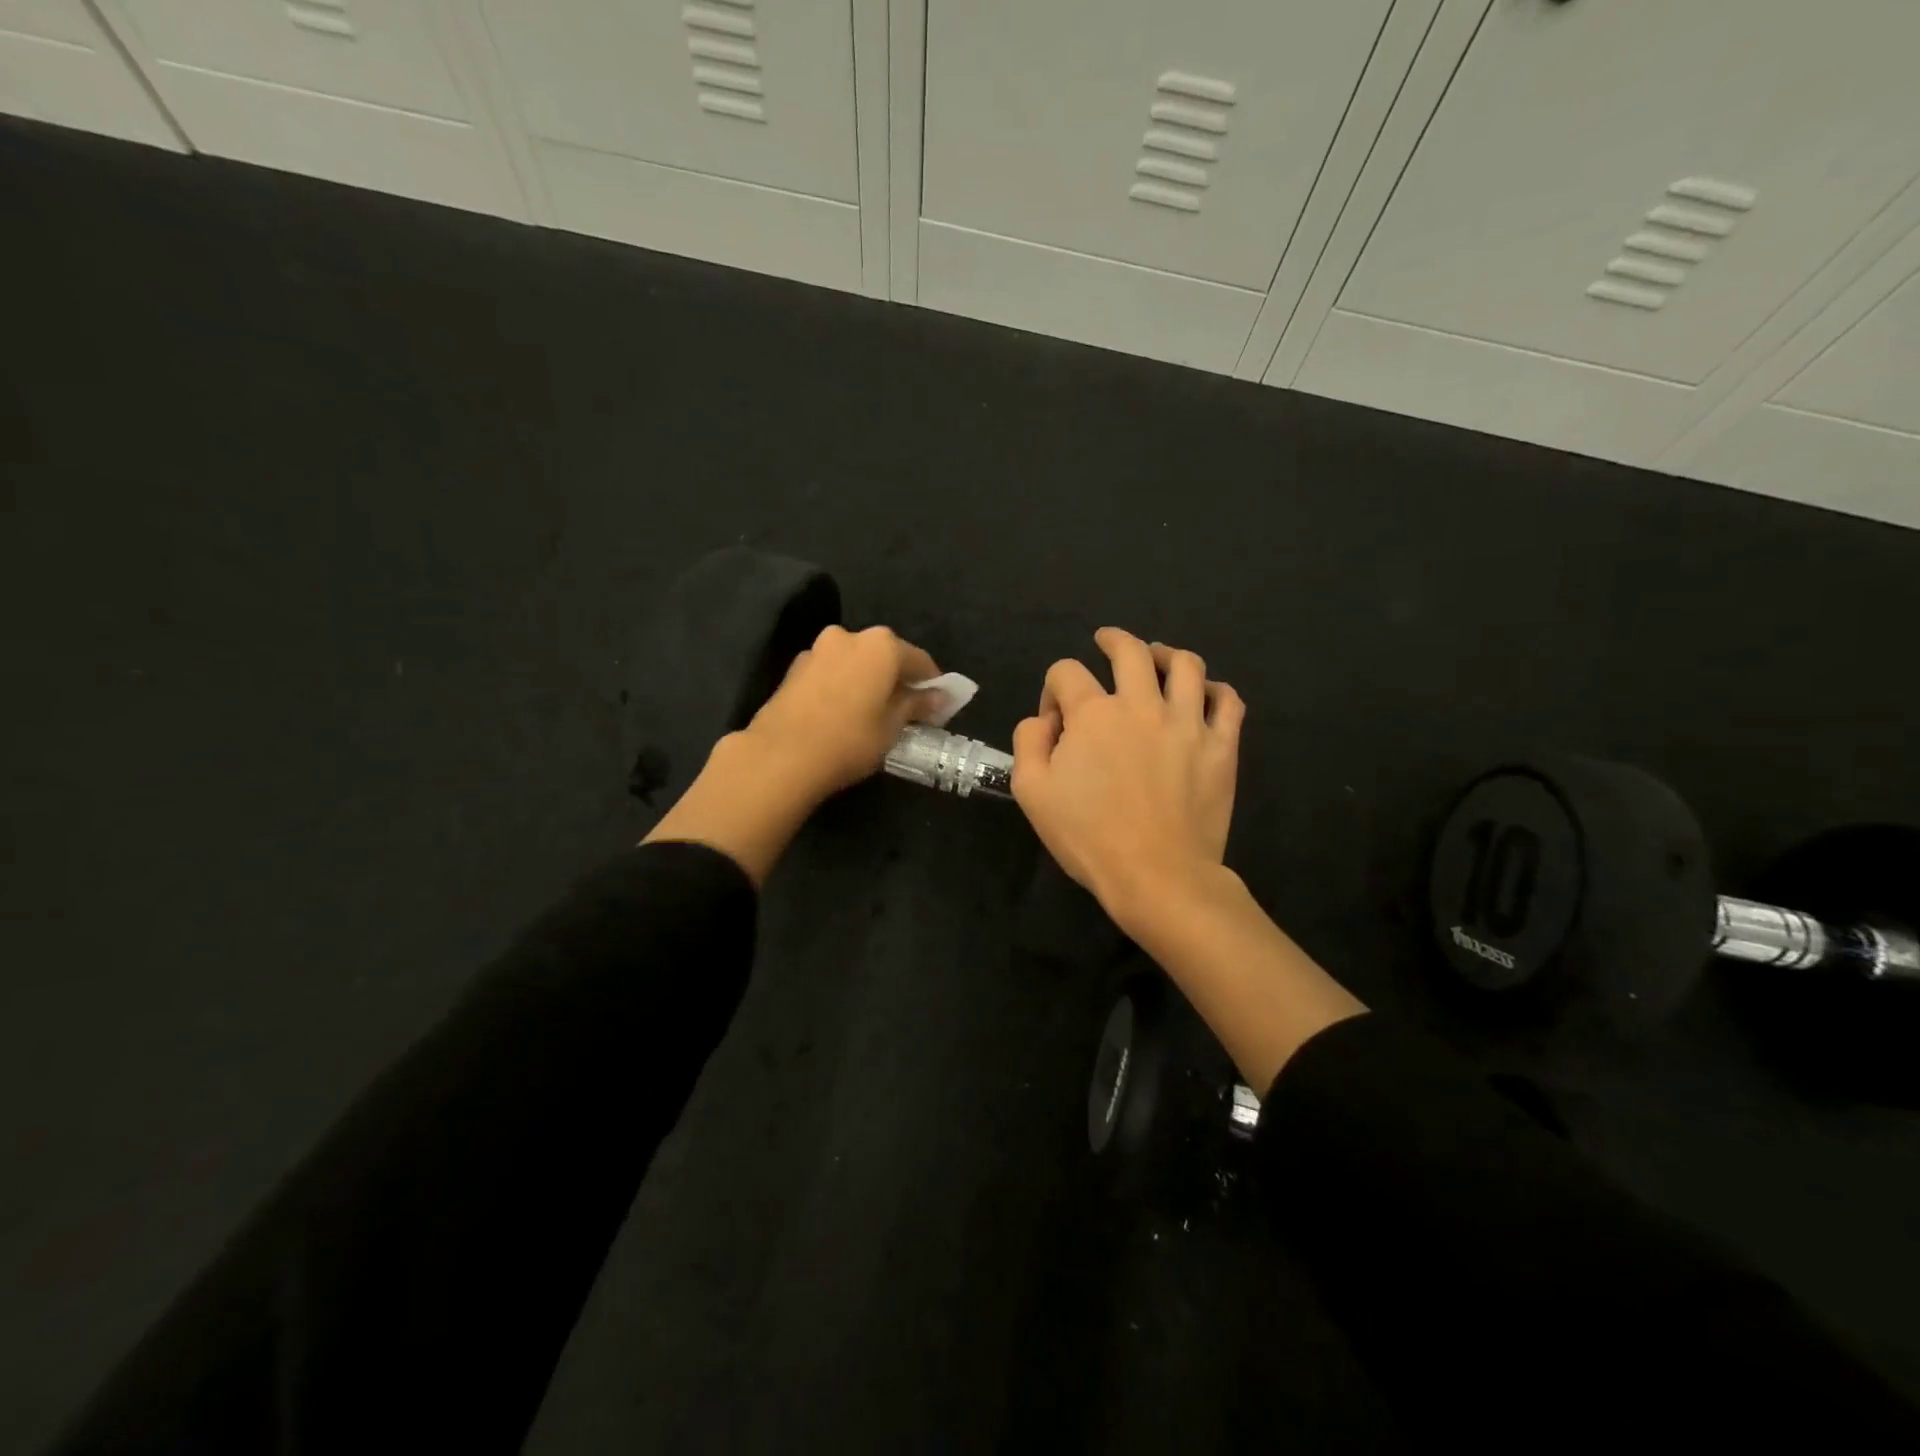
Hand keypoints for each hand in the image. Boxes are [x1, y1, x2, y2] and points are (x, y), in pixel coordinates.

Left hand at [644, 624, 941, 883]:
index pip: (919, 660)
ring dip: (867, 680)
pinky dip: (843, 685)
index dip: (933, 684)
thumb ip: (916, 705)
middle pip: (885, 655)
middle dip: (897, 679)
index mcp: (881, 645)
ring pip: (855, 662)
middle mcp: (850, 636)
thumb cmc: (849, 740)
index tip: (938, 706)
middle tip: (906, 709)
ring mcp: (818, 649)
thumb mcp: (892, 727)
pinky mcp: (795, 668)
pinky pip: (832, 672)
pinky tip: (842, 713)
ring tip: (872, 713)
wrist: (780, 756)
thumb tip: (937, 696)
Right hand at [1011, 627, 1243, 927]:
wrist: (1157, 876)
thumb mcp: (1031, 791)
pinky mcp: (1222, 747)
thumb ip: (1029, 741)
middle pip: (1130, 650)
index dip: (1054, 687)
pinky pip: (1228, 701)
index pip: (1067, 672)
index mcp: (1093, 713)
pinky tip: (1204, 694)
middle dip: (1112, 640)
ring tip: (1157, 657)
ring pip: (1185, 664)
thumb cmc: (1088, 836)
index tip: (1055, 718)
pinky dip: (1215, 689)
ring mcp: (1188, 723)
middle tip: (1106, 641)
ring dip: (1165, 653)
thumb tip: (1045, 719)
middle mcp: (1142, 705)